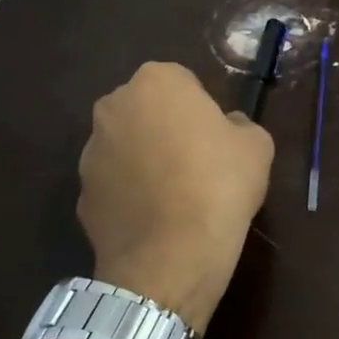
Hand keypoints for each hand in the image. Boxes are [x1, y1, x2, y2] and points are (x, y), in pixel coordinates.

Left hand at [77, 62, 274, 329]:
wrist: (172, 257)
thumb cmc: (219, 184)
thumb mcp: (257, 144)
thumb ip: (238, 124)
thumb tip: (226, 128)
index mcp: (156, 82)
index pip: (183, 81)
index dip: (202, 108)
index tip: (217, 136)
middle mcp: (114, 107)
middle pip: (147, 109)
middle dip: (166, 127)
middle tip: (198, 160)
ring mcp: (91, 152)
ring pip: (127, 145)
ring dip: (145, 159)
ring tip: (177, 195)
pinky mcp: (81, 194)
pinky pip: (115, 184)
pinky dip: (131, 194)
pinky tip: (156, 219)